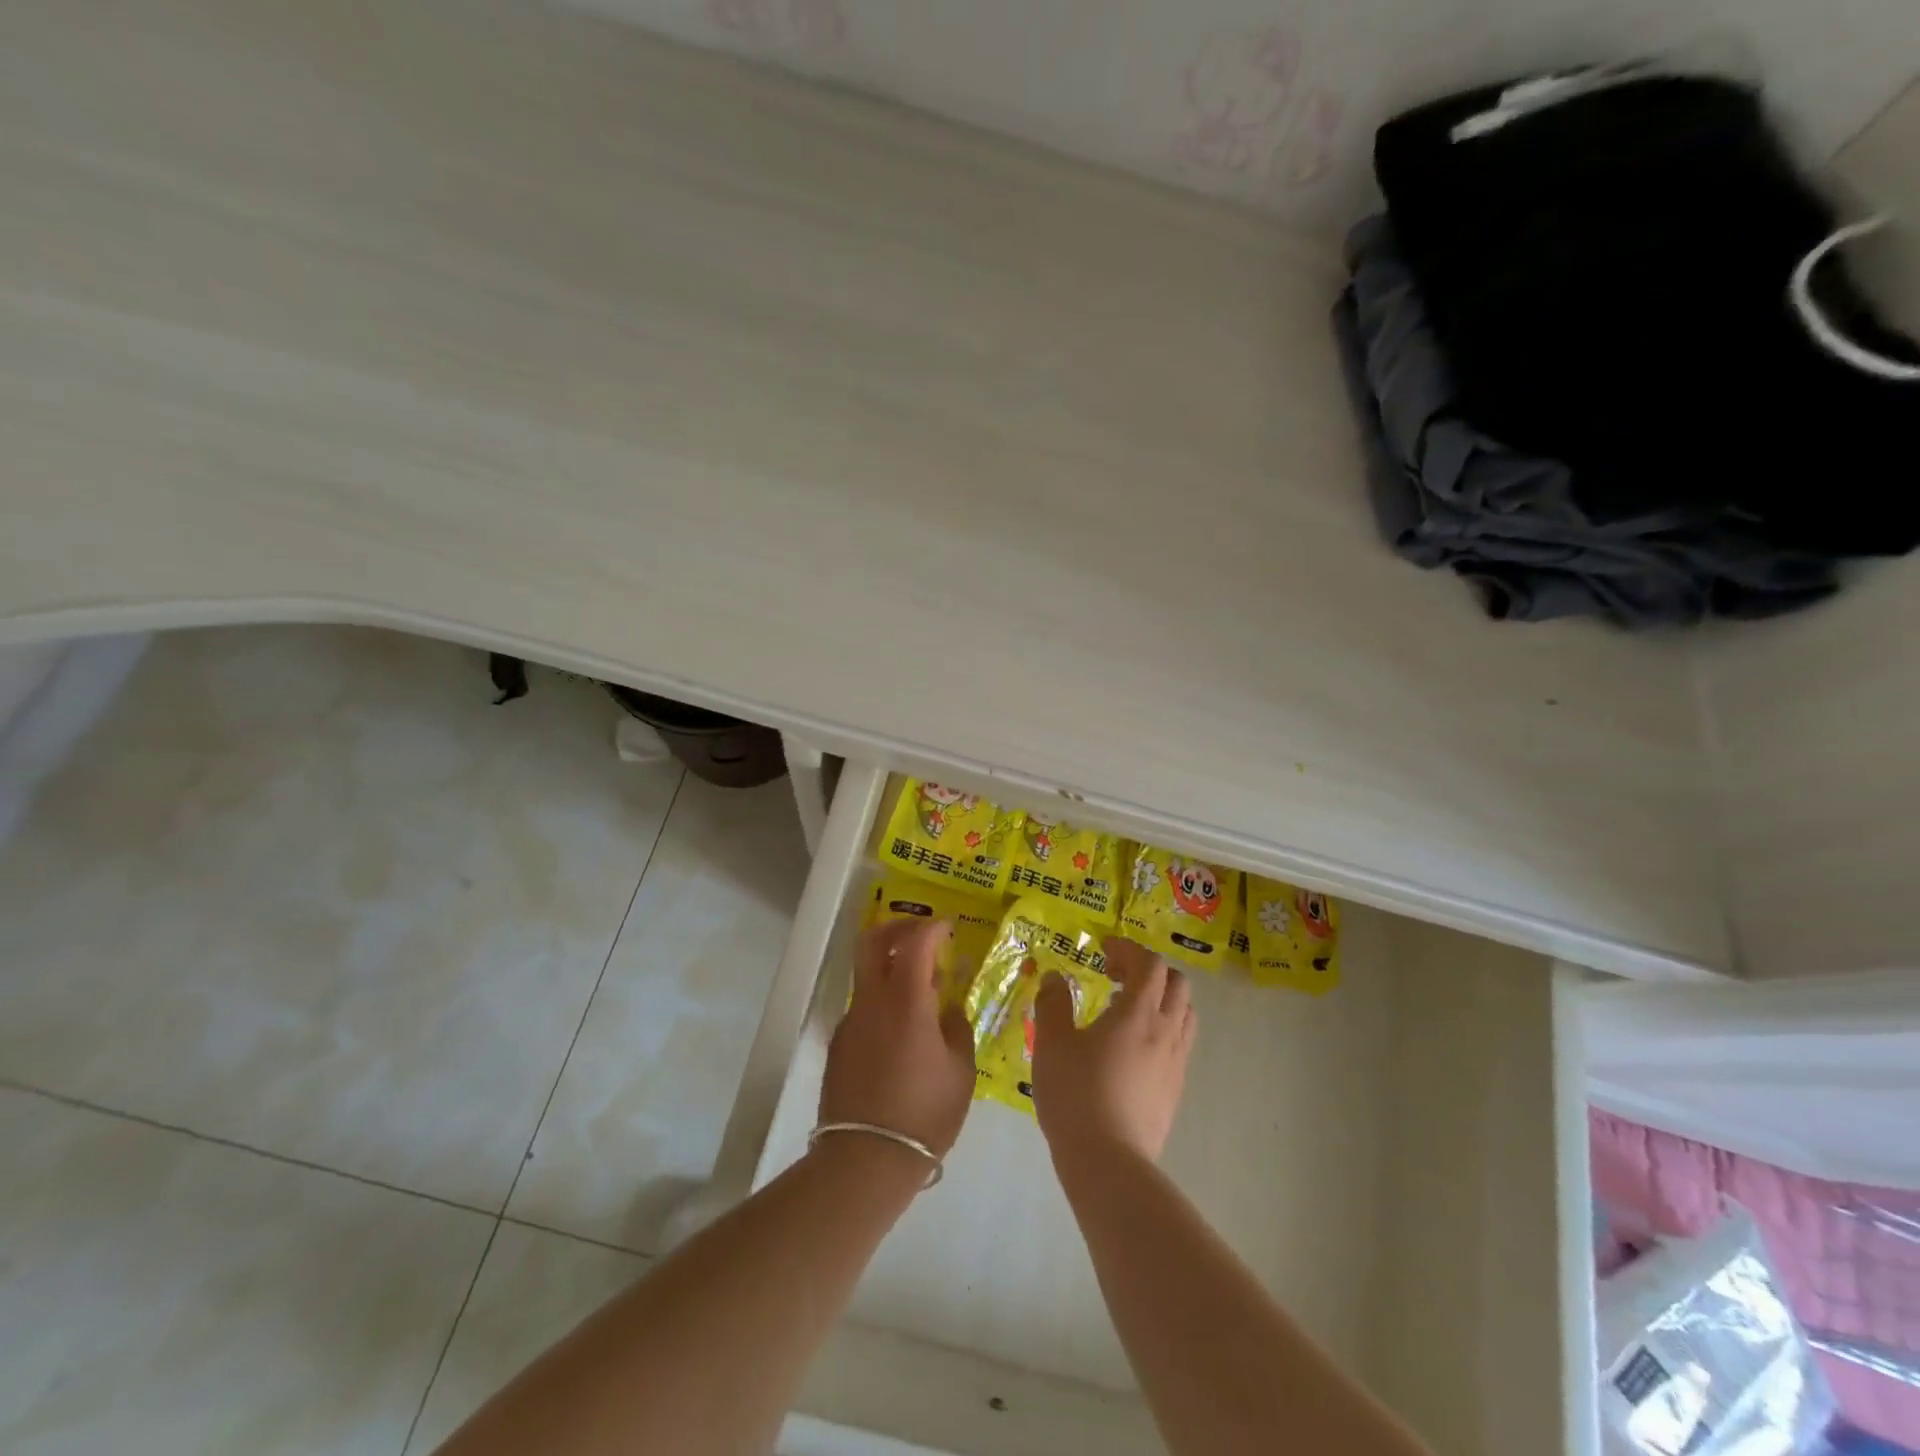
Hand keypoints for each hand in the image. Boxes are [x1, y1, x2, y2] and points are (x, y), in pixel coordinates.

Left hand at [818, 918, 976, 1160]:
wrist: (865, 1160)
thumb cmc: (924, 1113)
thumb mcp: (961, 1070)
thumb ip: (956, 1027)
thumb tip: (946, 1006)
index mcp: (905, 1000)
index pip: (915, 942)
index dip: (932, 927)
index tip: (947, 928)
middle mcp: (871, 1001)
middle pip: (872, 941)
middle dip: (896, 927)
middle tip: (921, 934)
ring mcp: (850, 1022)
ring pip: (867, 976)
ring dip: (892, 969)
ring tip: (923, 995)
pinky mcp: (839, 1045)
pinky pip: (864, 1008)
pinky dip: (884, 1003)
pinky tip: (904, 1034)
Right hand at [1031, 935, 1194, 1170]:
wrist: (1109, 1162)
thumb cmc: (1076, 1094)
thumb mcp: (1052, 1043)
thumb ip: (1053, 1004)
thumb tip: (1055, 977)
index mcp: (1138, 1013)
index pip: (1150, 964)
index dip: (1129, 949)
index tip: (1103, 949)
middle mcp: (1165, 1031)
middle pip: (1177, 984)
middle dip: (1149, 971)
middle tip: (1116, 976)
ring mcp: (1175, 1063)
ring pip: (1184, 1014)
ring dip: (1161, 1000)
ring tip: (1127, 1010)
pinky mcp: (1175, 1090)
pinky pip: (1179, 1044)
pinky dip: (1162, 1029)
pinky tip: (1131, 1049)